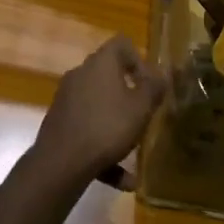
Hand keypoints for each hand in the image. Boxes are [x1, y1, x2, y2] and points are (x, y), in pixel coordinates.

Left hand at [32, 34, 164, 184]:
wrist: (60, 164)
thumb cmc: (107, 128)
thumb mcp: (141, 108)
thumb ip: (154, 87)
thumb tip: (164, 72)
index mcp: (100, 63)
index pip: (122, 44)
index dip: (140, 61)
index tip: (149, 85)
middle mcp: (80, 74)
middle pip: (110, 76)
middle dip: (130, 96)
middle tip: (144, 115)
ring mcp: (66, 99)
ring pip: (100, 107)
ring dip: (118, 127)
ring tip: (134, 152)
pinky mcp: (59, 123)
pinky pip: (88, 129)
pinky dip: (104, 148)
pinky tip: (121, 179)